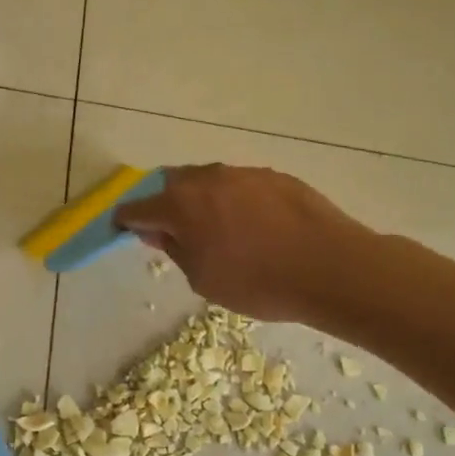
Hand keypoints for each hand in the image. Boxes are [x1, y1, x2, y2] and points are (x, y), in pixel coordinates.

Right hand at [114, 164, 373, 322]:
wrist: (331, 267)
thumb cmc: (258, 282)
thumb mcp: (203, 279)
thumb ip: (175, 250)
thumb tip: (158, 231)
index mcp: (181, 205)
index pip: (138, 207)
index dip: (126, 219)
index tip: (123, 229)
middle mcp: (206, 179)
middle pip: (170, 185)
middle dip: (163, 204)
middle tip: (172, 232)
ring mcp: (242, 173)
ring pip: (206, 181)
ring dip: (199, 200)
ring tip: (216, 230)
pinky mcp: (273, 176)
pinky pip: (238, 184)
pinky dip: (232, 200)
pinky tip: (251, 226)